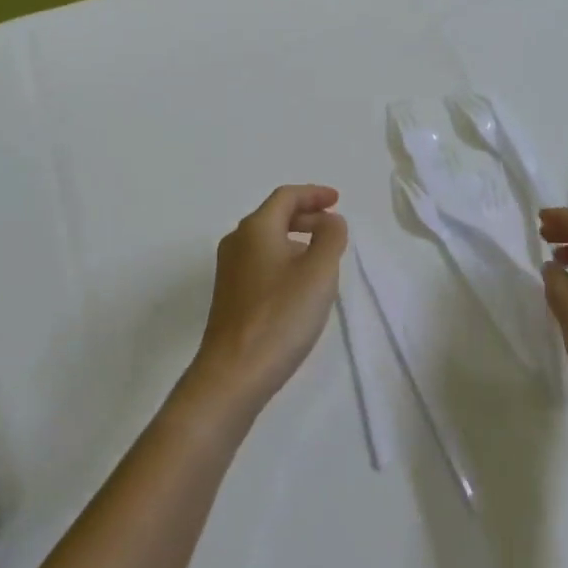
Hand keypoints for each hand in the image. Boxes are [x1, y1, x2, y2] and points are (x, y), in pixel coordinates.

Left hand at [185, 185, 347, 418]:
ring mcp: (229, 270)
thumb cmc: (280, 316)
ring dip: (296, 240)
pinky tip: (299, 285)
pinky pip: (260, 262)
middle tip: (334, 228)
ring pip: (267, 241)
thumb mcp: (319, 272)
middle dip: (306, 216)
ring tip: (322, 258)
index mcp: (256, 228)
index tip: (338, 200)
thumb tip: (330, 220)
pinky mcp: (229, 295)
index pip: (286, 197)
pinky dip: (284, 260)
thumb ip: (330, 237)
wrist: (233, 373)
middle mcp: (237, 242)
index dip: (314, 194)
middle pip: (274, 216)